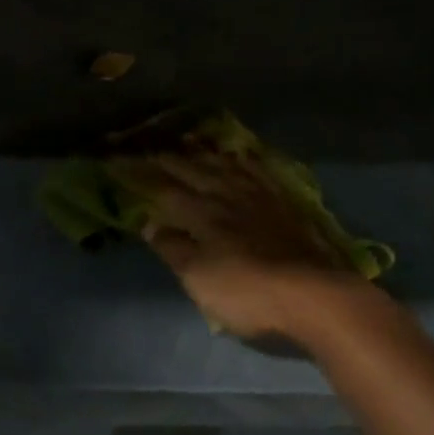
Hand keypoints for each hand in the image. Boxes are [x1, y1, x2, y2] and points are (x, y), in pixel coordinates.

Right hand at [110, 147, 367, 339]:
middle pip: (191, 169)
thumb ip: (174, 248)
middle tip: (145, 141)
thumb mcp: (200, 279)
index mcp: (202, 214)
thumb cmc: (249, 294)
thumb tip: (149, 222)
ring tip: (186, 139)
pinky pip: (258, 170)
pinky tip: (239, 155)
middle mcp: (227, 195)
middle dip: (165, 155)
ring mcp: (259, 196)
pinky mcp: (284, 203)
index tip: (116, 159)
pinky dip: (242, 159)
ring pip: (223, 164)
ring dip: (201, 151)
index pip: (162, 187)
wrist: (317, 295)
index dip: (138, 173)